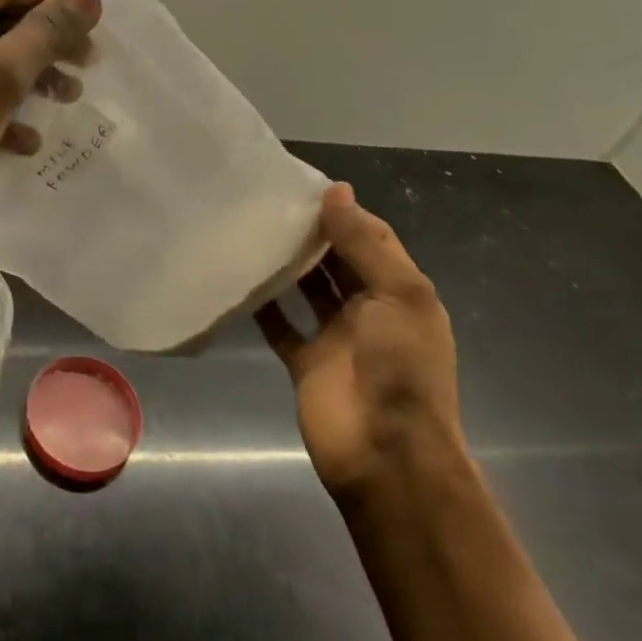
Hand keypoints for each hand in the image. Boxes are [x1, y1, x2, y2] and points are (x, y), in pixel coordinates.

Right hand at [257, 183, 463, 501]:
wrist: (386, 455)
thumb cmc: (401, 368)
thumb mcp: (398, 295)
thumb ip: (364, 244)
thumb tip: (337, 190)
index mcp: (400, 292)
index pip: (372, 239)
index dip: (344, 212)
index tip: (304, 185)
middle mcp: (369, 309)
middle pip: (337, 261)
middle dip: (312, 233)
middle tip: (268, 201)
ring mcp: (336, 337)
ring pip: (307, 288)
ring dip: (288, 264)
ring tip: (252, 230)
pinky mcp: (305, 362)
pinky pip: (280, 325)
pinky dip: (264, 305)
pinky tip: (240, 277)